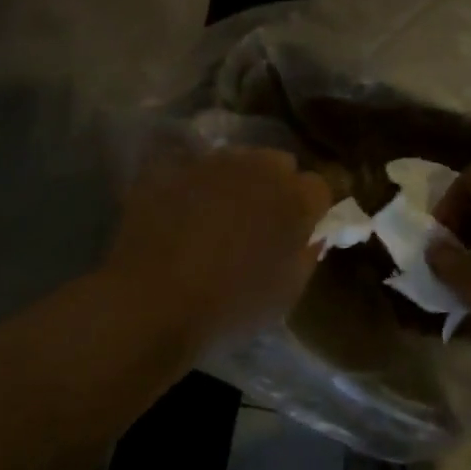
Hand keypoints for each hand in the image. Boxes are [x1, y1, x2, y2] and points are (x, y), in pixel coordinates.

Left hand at [102, 144, 332, 359]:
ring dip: (235, 181)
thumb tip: (311, 235)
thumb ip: (306, 255)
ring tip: (217, 215)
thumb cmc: (229, 309)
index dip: (311, 208)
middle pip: (278, 163)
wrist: (152, 305)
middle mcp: (256, 169)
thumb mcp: (285, 294)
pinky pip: (191, 167)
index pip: (318, 186)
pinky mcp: (170, 168)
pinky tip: (181, 210)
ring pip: (235, 160)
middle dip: (275, 186)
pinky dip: (192, 183)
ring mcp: (209, 164)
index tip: (299, 230)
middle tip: (259, 222)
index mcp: (294, 199)